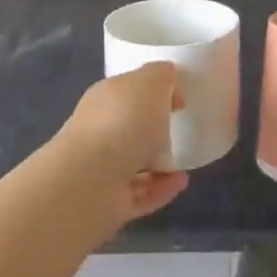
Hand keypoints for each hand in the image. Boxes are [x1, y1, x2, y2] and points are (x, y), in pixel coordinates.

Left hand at [53, 62, 189, 224]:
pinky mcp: (109, 202)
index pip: (129, 89)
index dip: (155, 90)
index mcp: (105, 97)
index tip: (180, 99)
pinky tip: (181, 182)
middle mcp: (100, 130)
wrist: (92, 180)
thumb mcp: (151, 82)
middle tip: (181, 128)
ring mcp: (101, 168)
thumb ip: (162, 75)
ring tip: (185, 161)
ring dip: (161, 162)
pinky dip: (162, 187)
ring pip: (134, 161)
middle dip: (154, 128)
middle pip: (130, 126)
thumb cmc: (123, 122)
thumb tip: (168, 79)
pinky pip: (141, 192)